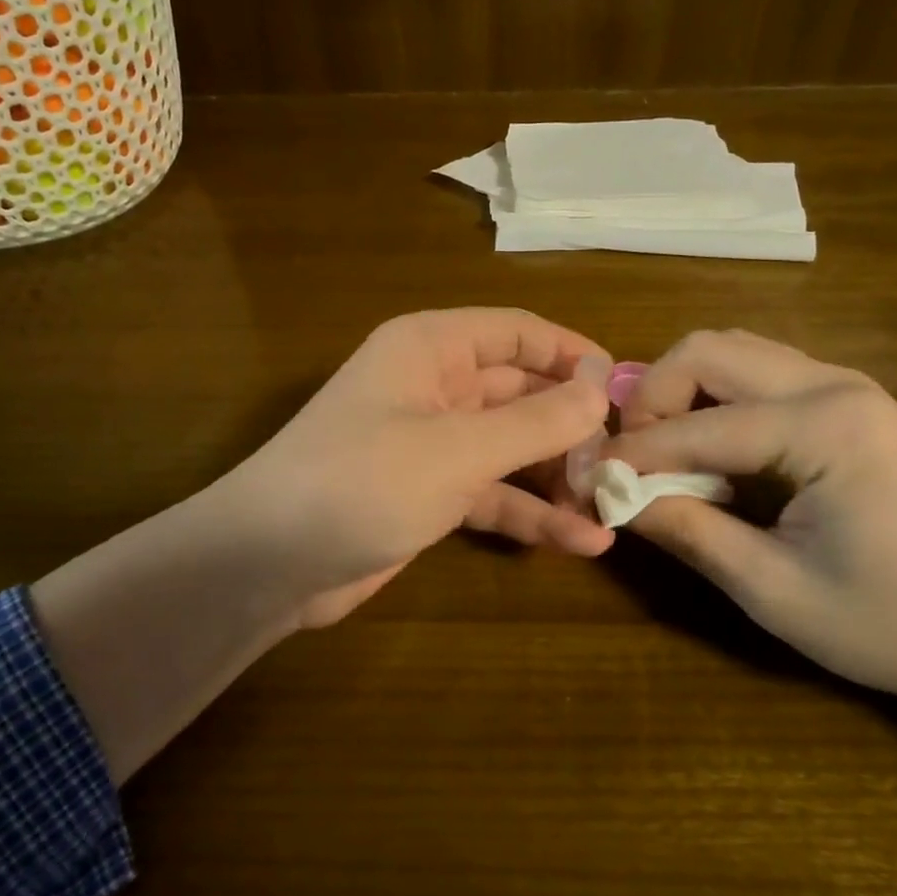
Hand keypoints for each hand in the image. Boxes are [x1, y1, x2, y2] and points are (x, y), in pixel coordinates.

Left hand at [33, 309, 612, 779]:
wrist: (271, 563)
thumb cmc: (363, 481)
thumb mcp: (458, 449)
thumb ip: (535, 420)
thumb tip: (600, 388)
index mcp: (431, 348)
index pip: (518, 333)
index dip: (572, 355)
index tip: (623, 392)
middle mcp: (433, 387)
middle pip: (521, 392)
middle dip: (571, 426)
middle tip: (625, 462)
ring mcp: (432, 444)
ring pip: (511, 448)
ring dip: (559, 477)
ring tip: (615, 507)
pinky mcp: (429, 495)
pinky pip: (493, 494)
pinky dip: (531, 514)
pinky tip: (582, 544)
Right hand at [608, 329, 896, 716]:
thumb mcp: (777, 592)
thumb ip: (689, 533)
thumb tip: (614, 495)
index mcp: (824, 428)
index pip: (696, 426)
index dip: (632, 454)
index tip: (588, 482)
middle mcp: (834, 384)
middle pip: (709, 349)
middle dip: (652, 396)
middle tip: (634, 459)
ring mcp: (848, 386)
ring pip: (733, 352)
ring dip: (683, 393)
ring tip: (665, 456)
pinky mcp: (853, 402)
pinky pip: (761, 375)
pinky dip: (717, 401)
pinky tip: (714, 454)